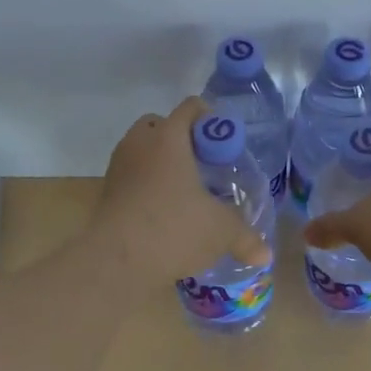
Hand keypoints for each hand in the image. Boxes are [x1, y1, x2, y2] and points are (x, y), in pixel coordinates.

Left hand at [88, 97, 270, 285]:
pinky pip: (130, 176)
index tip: (225, 142)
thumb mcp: (220, 232)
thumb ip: (245, 237)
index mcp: (168, 138)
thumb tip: (264, 254)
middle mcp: (139, 144)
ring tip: (183, 190)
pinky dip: (145, 185)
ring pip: (140, 150)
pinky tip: (162, 211)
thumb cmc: (174, 229)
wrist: (115, 262)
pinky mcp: (106, 193)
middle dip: (180, 138)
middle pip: (159, 124)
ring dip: (159, 162)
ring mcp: (118, 167)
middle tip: (202, 164)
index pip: (191, 108)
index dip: (211, 118)